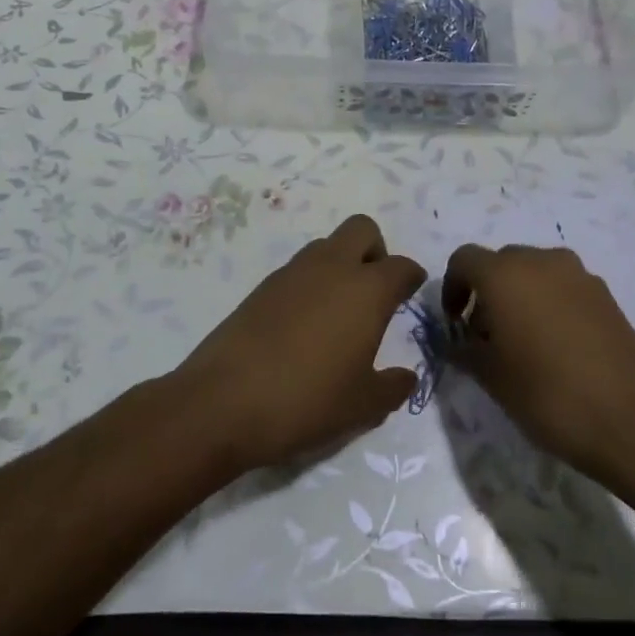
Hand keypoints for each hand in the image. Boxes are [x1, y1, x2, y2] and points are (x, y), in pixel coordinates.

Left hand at [174, 215, 423, 472]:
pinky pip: (297, 270)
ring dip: (340, 264)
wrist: (223, 402)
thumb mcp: (362, 406)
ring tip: (338, 311)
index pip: (401, 266)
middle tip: (374, 291)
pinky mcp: (261, 287)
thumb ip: (392, 387)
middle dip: (375, 251)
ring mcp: (292, 273)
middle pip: (362, 229)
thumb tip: (406, 376)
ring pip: (326, 245)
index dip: (411, 278)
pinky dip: (309, 284)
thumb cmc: (307, 401)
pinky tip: (303, 324)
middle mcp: (332, 268)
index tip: (411, 292)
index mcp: (366, 290)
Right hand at [442, 243, 634, 477]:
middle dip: (487, 292)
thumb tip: (458, 342)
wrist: (634, 419)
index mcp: (505, 274)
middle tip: (486, 337)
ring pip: (536, 273)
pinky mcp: (606, 295)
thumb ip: (465, 351)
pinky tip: (557, 349)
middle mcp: (542, 262)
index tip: (455, 324)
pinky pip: (564, 288)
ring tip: (522, 344)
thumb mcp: (492, 378)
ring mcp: (579, 276)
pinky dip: (550, 305)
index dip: (452, 287)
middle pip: (502, 262)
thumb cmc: (548, 394)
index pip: (464, 260)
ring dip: (520, 297)